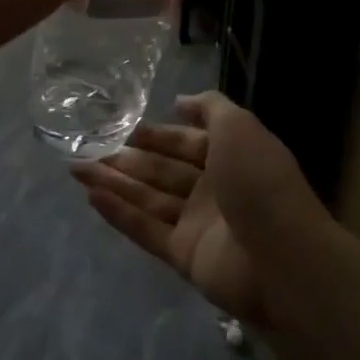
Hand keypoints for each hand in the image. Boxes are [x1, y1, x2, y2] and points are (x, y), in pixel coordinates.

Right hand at [71, 92, 335, 326]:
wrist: (282, 257)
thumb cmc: (260, 181)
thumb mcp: (239, 127)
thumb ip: (210, 108)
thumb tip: (180, 101)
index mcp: (231, 157)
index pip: (188, 142)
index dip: (159, 134)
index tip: (126, 128)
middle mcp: (214, 189)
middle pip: (163, 171)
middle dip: (128, 160)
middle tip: (88, 149)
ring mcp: (198, 224)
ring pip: (149, 199)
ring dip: (114, 184)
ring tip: (76, 170)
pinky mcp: (184, 255)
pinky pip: (146, 230)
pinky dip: (119, 214)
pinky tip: (91, 198)